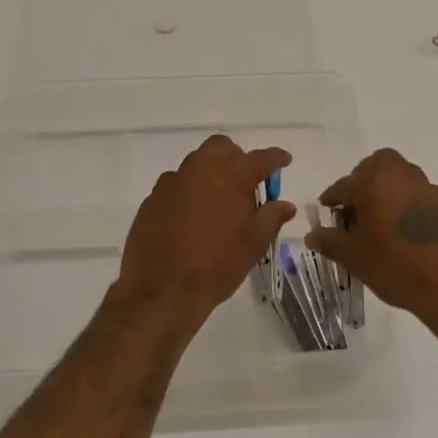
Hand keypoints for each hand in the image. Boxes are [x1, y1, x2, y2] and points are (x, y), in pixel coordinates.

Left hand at [113, 136, 292, 338]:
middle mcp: (199, 170)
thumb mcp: (254, 244)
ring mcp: (171, 182)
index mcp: (231, 176)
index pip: (260, 158)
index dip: (275, 158)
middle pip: (221, 148)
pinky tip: (190, 219)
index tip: (284, 161)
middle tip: (246, 182)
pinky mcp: (152, 199)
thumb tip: (285, 204)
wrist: (162, 290)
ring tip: (218, 203)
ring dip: (210, 175)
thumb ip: (271, 217)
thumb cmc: (217, 265)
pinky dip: (188, 193)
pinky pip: (175, 186)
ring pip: (195, 164)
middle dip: (237, 158)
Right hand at [305, 150, 437, 322]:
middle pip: (372, 170)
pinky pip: (415, 196)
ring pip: (396, 180)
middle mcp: (400, 173)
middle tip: (354, 215)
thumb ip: (329, 240)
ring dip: (384, 194)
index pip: (342, 186)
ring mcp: (426, 186)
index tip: (327, 216)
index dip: (331, 202)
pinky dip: (404, 206)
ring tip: (377, 226)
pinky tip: (402, 234)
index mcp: (373, 178)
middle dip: (360, 187)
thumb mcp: (353, 256)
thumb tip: (312, 235)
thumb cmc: (394, 264)